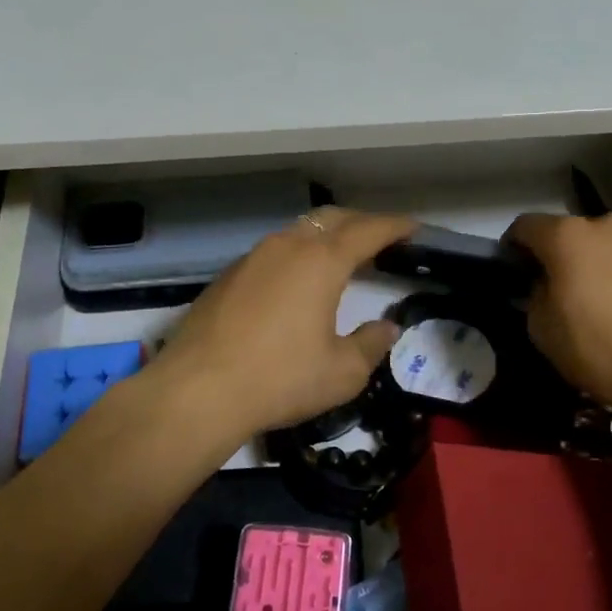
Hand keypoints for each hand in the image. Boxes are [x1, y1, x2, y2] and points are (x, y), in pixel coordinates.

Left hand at [150, 207, 416, 448]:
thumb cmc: (281, 379)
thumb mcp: (342, 372)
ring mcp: (252, 258)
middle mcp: (287, 246)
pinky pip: (272, 252)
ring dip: (325, 237)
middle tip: (380, 237)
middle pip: (331, 219)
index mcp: (322, 261)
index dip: (394, 226)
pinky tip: (295, 282)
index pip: (368, 230)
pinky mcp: (228, 276)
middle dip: (360, 222)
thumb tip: (387, 328)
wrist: (198, 391)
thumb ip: (371, 344)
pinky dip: (296, 255)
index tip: (413, 227)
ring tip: (340, 257)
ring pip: (298, 232)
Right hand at [505, 212, 611, 416]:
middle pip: (572, 233)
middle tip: (563, 290)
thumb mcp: (542, 329)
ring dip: (600, 265)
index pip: (525, 226)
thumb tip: (546, 286)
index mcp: (567, 237)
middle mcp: (607, 227)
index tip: (515, 270)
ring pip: (611, 246)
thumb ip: (535, 296)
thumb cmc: (597, 349)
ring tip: (606, 303)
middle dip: (563, 255)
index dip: (515, 246)